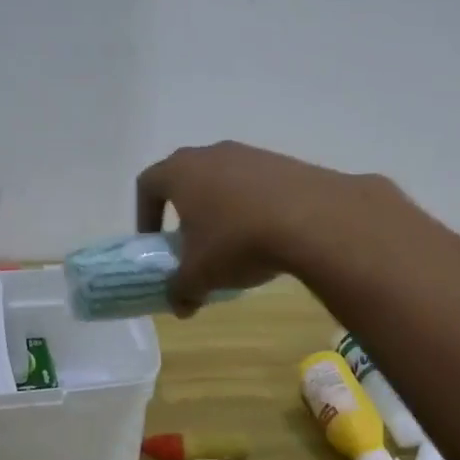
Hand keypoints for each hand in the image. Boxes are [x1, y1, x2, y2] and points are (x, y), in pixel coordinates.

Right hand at [135, 142, 401, 314]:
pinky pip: (256, 184)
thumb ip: (180, 290)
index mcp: (180, 172)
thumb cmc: (238, 241)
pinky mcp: (284, 162)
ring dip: (221, 208)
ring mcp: (250, 154)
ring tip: (233, 243)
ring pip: (223, 180)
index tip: (154, 242)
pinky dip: (253, 206)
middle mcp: (211, 154)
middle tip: (191, 242)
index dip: (144, 214)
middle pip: (186, 178)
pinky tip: (267, 235)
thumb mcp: (200, 275)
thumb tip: (179, 305)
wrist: (314, 219)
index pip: (148, 184)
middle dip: (184, 211)